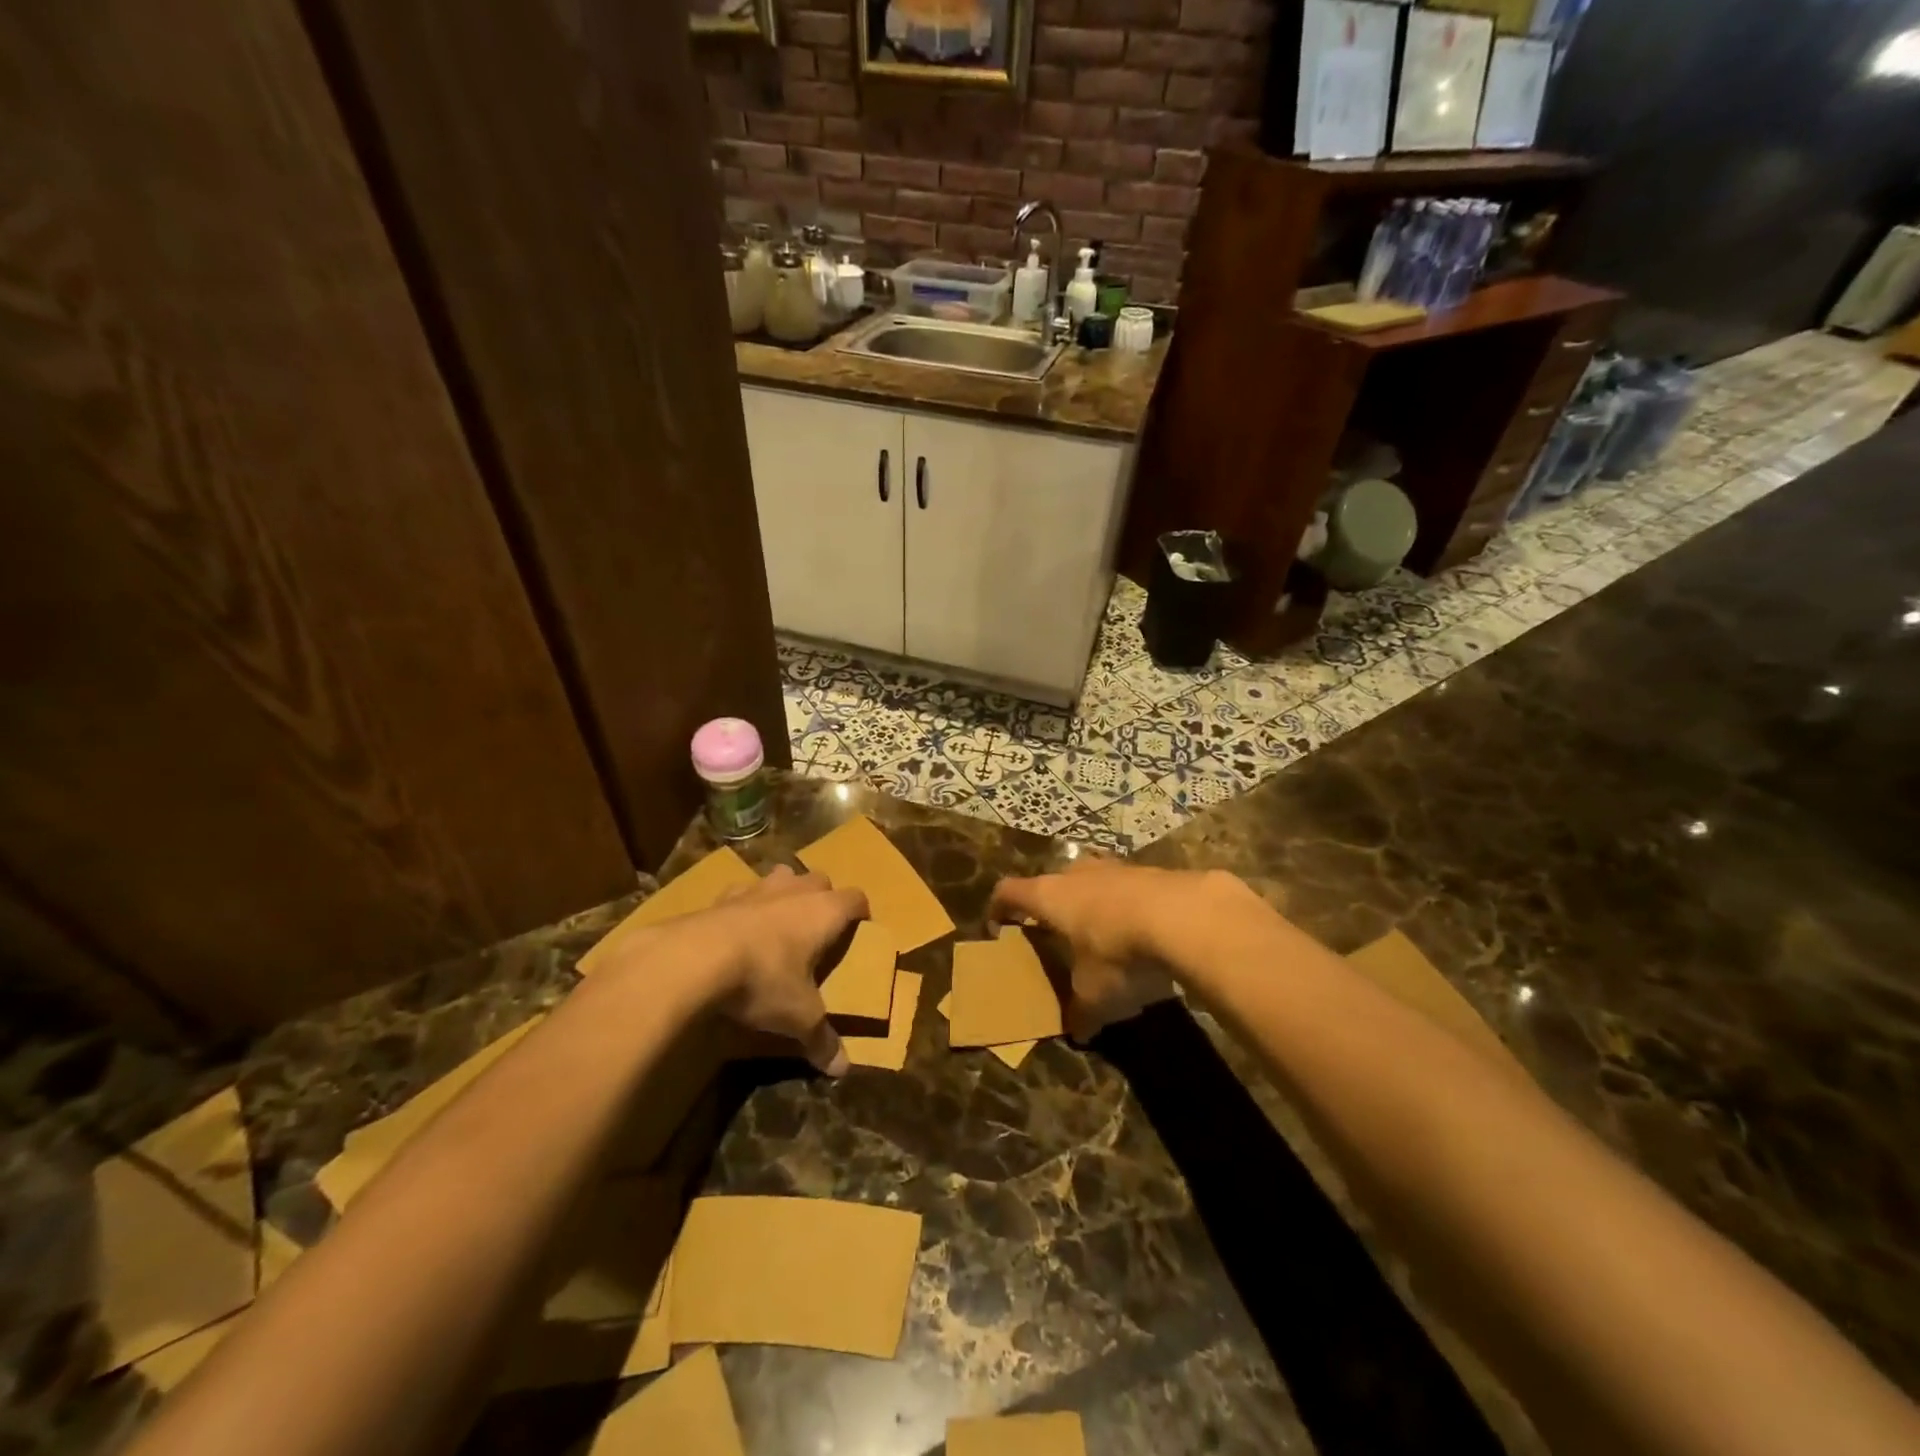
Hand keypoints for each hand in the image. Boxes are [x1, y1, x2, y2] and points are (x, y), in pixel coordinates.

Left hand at [710, 867, 867, 1074]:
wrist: (694, 959)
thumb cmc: (763, 979)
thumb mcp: (798, 1016)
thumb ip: (821, 1039)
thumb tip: (843, 1069)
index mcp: (825, 911)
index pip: (856, 898)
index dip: (861, 913)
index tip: (860, 930)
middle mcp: (796, 891)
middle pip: (820, 880)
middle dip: (823, 897)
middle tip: (818, 928)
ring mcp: (757, 888)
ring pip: (782, 876)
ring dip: (785, 892)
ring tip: (780, 921)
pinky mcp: (722, 895)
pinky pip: (742, 891)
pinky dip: (745, 905)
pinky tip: (737, 929)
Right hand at [987, 862, 1217, 1039]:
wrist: (1186, 916)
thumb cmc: (1119, 953)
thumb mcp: (1095, 994)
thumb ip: (1081, 1012)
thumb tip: (1077, 1031)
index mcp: (1050, 896)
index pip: (1010, 891)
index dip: (999, 905)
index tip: (997, 923)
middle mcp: (1077, 873)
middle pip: (1053, 881)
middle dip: (1052, 904)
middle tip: (1056, 931)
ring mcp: (1116, 867)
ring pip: (1093, 878)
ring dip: (1093, 900)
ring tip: (1101, 931)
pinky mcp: (1153, 871)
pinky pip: (1129, 886)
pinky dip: (1128, 905)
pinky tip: (1144, 932)